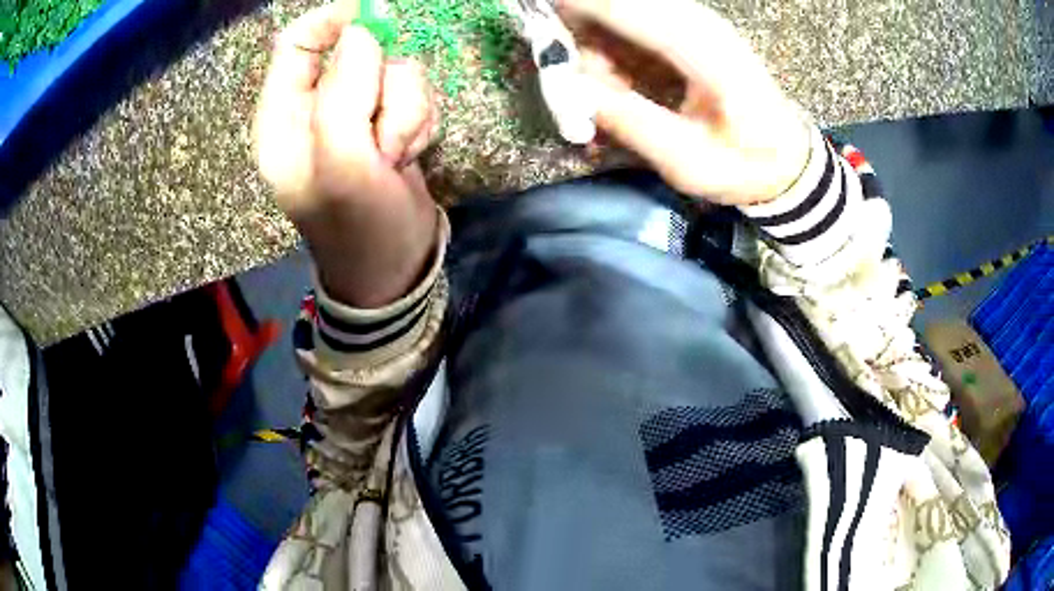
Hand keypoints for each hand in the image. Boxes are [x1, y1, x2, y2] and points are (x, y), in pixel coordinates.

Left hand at [255, 4, 440, 307]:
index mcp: (282, 118)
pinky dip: (419, 121)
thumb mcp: (344, 165)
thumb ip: (342, 95)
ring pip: (393, 71)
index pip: (297, 43)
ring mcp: (351, 114)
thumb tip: (359, 32)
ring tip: (393, 157)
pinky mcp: (383, 121)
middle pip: (358, 53)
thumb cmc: (359, 227)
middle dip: (384, 89)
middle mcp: (312, 109)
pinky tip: (407, 155)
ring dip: (406, 111)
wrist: (395, 266)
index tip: (376, 17)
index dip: (334, 21)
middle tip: (381, 138)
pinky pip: (413, 92)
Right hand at [560, 0, 810, 204]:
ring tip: (606, 95)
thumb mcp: (687, 162)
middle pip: (617, 3)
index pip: (627, 8)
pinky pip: (631, 23)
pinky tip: (618, 85)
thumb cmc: (744, 166)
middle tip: (572, 82)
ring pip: (620, 11)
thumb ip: (630, 121)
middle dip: (578, 31)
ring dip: (595, 46)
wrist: (785, 159)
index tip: (534, 18)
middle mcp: (699, 23)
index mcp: (707, 53)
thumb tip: (573, 89)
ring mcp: (695, 22)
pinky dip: (611, 50)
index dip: (576, 6)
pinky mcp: (689, 30)